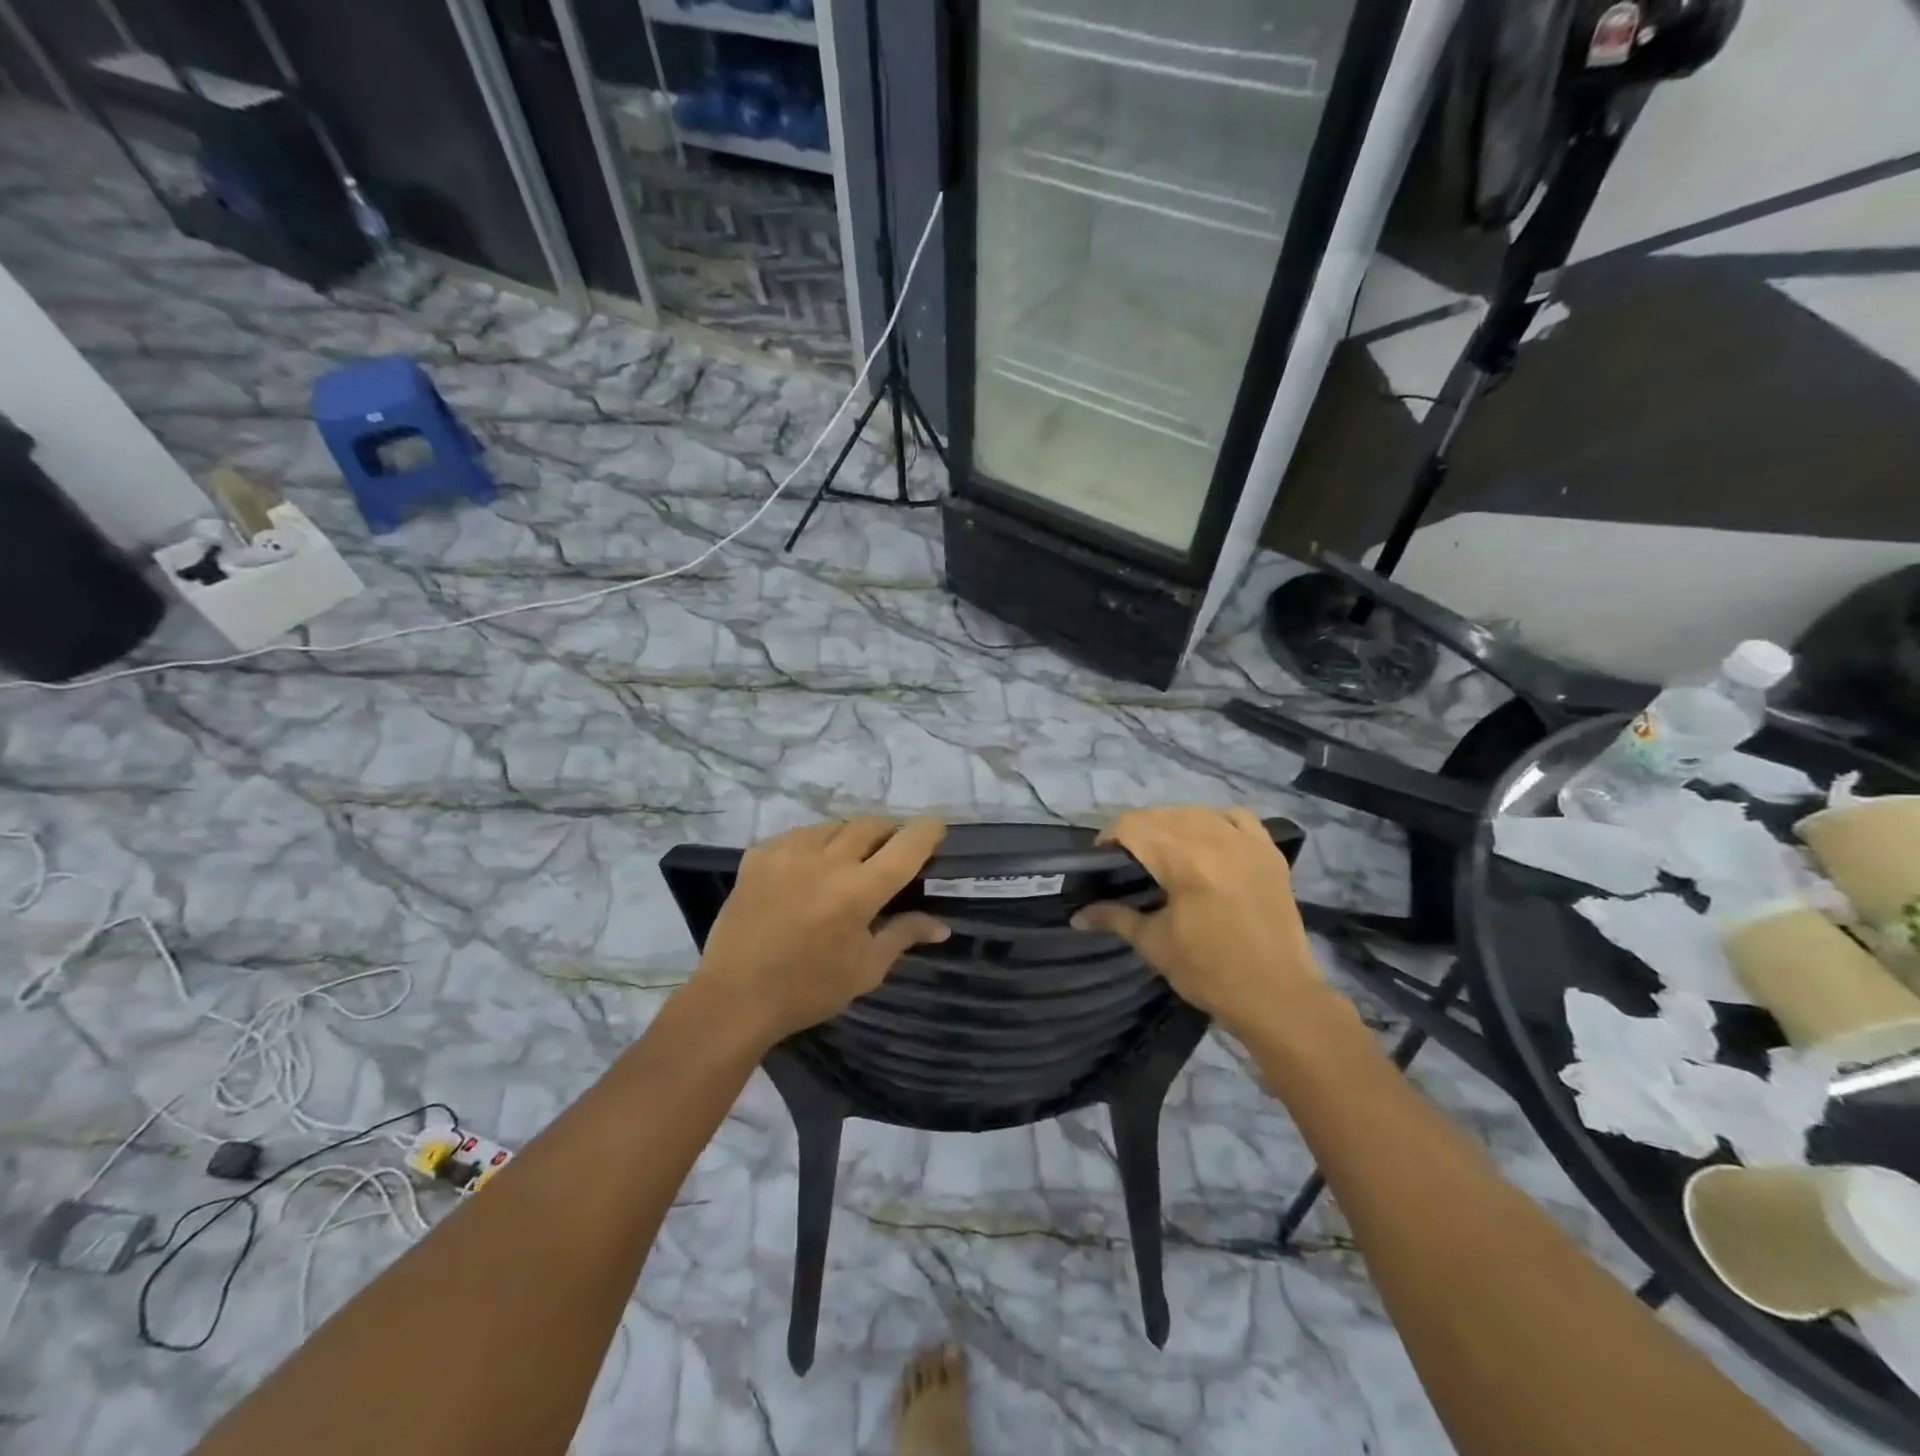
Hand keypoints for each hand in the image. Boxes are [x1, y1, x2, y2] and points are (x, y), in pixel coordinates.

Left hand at [692, 817, 948, 1044]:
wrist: (734, 997)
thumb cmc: (808, 990)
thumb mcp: (865, 970)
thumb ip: (903, 935)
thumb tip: (941, 925)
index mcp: (860, 890)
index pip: (907, 845)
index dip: (927, 831)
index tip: (936, 829)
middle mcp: (827, 860)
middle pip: (871, 825)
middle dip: (889, 831)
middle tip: (891, 850)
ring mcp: (789, 852)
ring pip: (834, 826)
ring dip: (850, 836)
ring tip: (848, 859)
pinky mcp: (759, 855)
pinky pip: (798, 835)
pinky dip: (814, 844)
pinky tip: (809, 867)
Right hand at [1072, 807, 1329, 1038]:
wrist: (1278, 997)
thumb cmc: (1210, 973)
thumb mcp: (1154, 945)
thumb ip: (1114, 918)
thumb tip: (1076, 915)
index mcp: (1184, 860)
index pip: (1133, 825)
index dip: (1109, 837)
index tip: (1101, 861)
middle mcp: (1215, 839)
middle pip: (1161, 815)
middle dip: (1137, 833)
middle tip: (1128, 863)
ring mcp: (1246, 842)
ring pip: (1195, 812)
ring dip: (1172, 826)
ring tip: (1165, 854)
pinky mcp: (1269, 852)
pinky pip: (1236, 817)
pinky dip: (1215, 822)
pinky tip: (1208, 842)